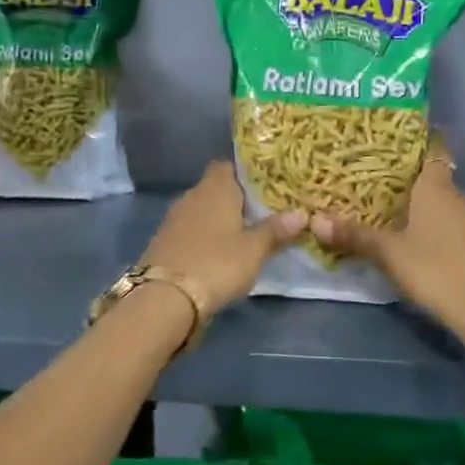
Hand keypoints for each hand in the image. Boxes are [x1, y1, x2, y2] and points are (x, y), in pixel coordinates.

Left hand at [142, 162, 305, 309]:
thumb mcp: (254, 250)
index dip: (246, 174)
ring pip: (202, 210)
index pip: (229, 166)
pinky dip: (203, 237)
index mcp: (216, 188)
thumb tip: (301, 213)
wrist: (164, 298)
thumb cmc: (216, 263)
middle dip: (235, 199)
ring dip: (218, 220)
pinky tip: (217, 253)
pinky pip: (190, 230)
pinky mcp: (163, 241)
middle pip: (216, 188)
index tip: (265, 187)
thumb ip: (276, 230)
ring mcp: (174, 219)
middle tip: (260, 213)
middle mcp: (192, 195)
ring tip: (242, 234)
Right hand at [308, 149, 464, 329]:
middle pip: (433, 177)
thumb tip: (314, 220)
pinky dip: (434, 226)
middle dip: (408, 180)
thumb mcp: (389, 253)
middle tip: (376, 183)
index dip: (415, 142)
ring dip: (422, 206)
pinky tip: (416, 241)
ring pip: (443, 203)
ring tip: (390, 213)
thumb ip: (354, 235)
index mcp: (437, 187)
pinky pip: (451, 223)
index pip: (432, 149)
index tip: (391, 144)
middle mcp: (458, 196)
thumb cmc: (435, 269)